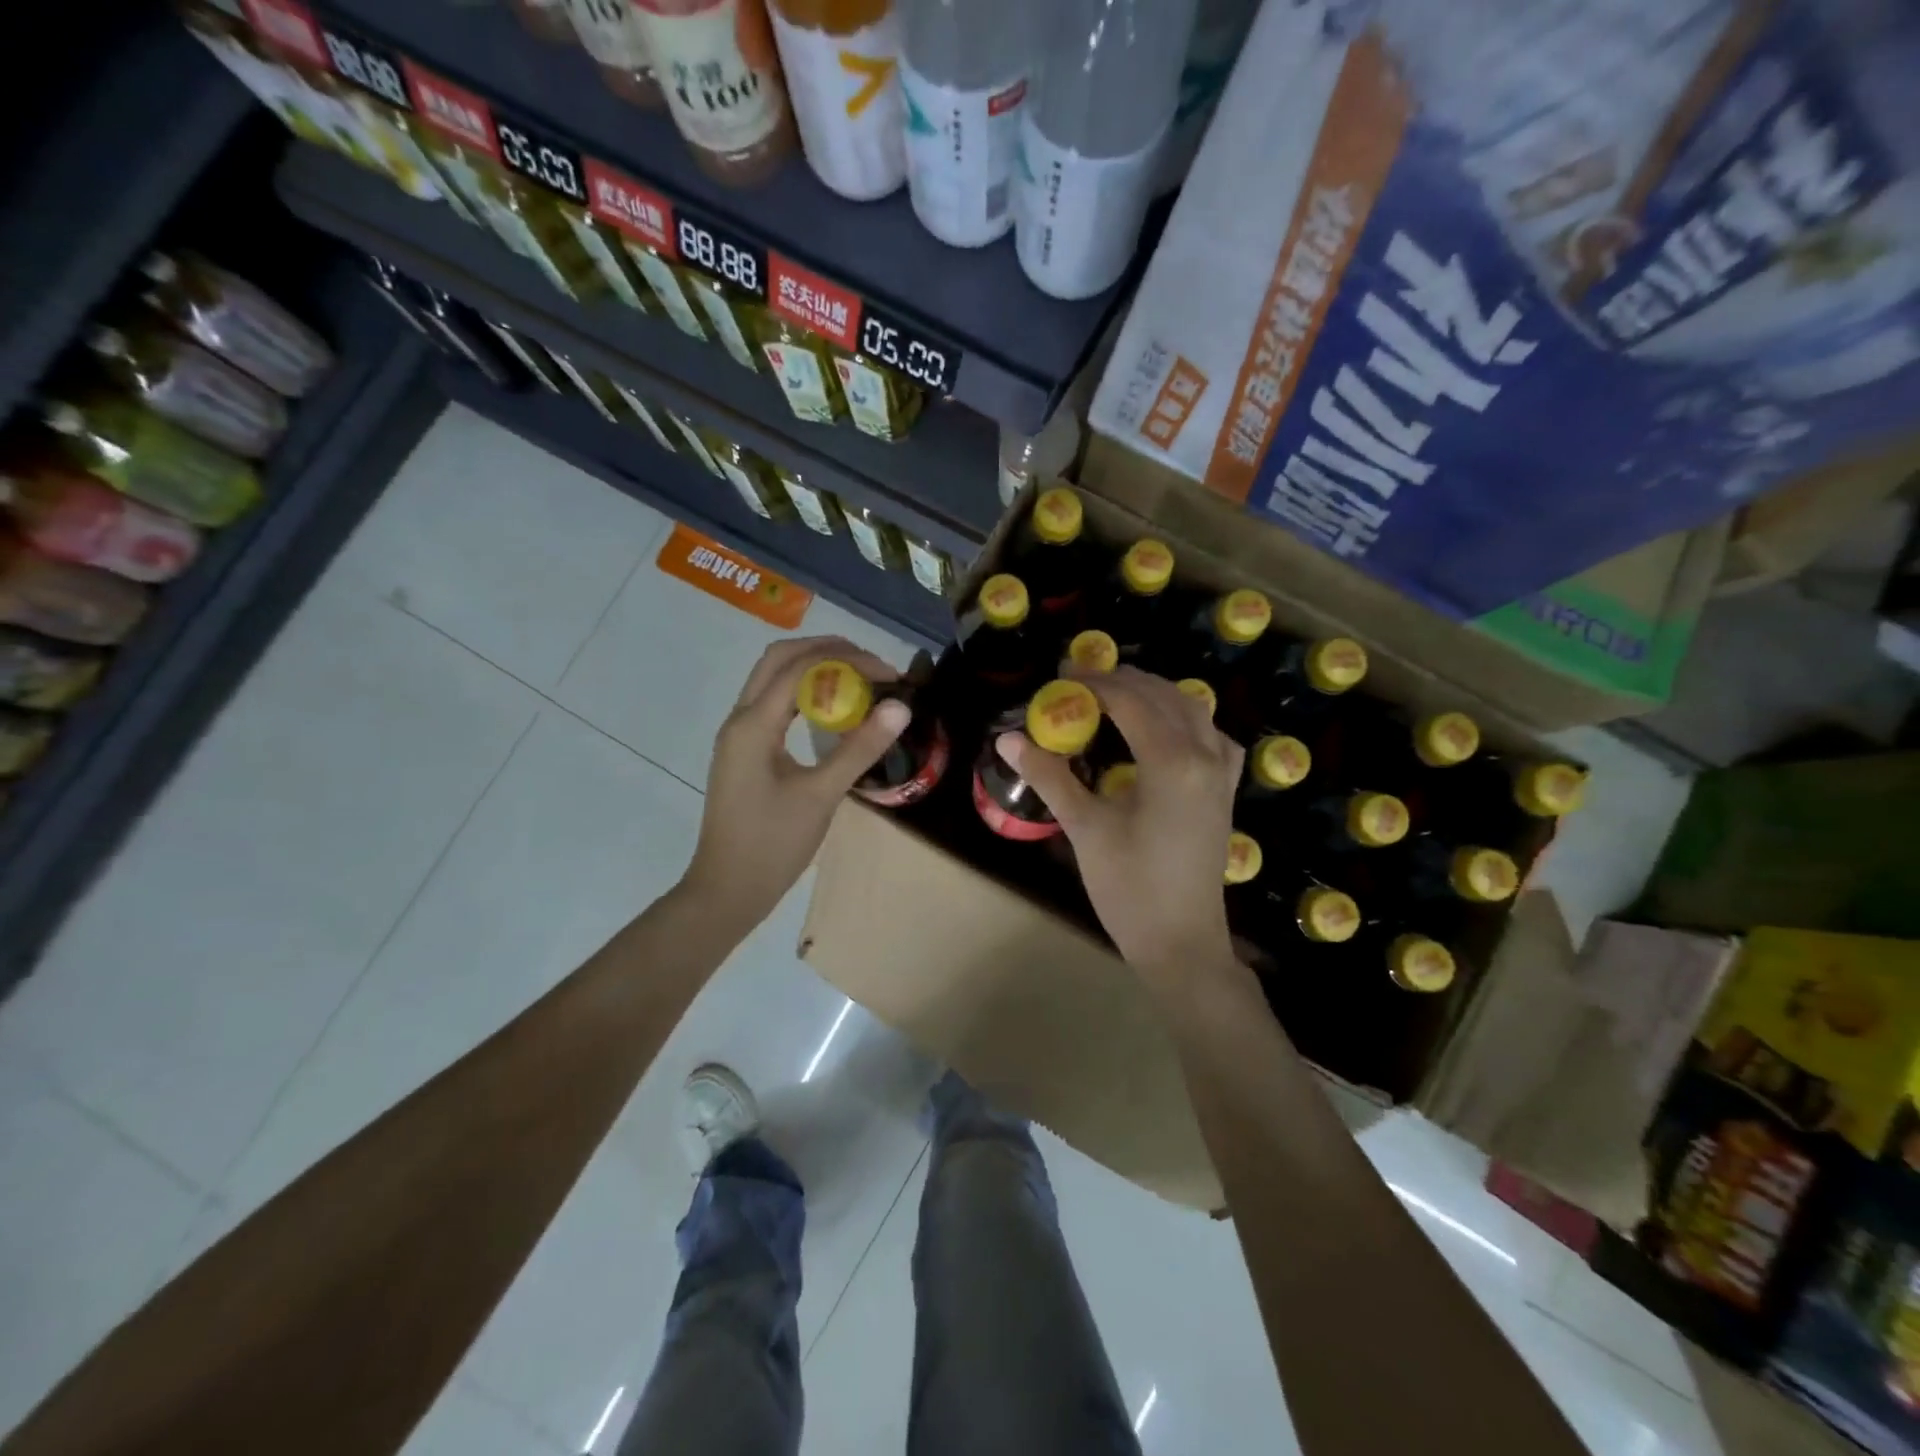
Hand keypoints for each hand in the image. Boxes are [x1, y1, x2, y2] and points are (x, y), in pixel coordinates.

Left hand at [682, 636, 909, 931]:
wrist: (727, 890)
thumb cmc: (772, 845)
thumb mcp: (822, 795)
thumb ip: (860, 748)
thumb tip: (901, 708)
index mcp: (753, 724)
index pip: (801, 668)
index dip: (848, 661)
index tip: (890, 676)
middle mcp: (740, 719)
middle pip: (779, 659)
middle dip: (828, 652)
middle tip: (872, 667)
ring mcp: (739, 734)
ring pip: (773, 678)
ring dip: (814, 669)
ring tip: (859, 682)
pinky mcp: (744, 751)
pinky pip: (774, 704)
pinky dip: (804, 694)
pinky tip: (832, 711)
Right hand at [997, 666, 1244, 979]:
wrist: (1181, 941)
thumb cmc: (1129, 887)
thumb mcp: (1085, 828)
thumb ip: (1050, 777)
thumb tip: (1008, 739)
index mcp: (1171, 762)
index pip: (1131, 702)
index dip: (1095, 682)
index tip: (1062, 672)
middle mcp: (1205, 756)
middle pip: (1165, 696)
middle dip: (1124, 681)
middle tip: (1083, 678)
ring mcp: (1222, 774)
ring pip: (1194, 710)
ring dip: (1157, 693)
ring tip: (1118, 693)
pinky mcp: (1225, 792)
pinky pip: (1212, 736)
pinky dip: (1187, 719)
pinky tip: (1167, 728)